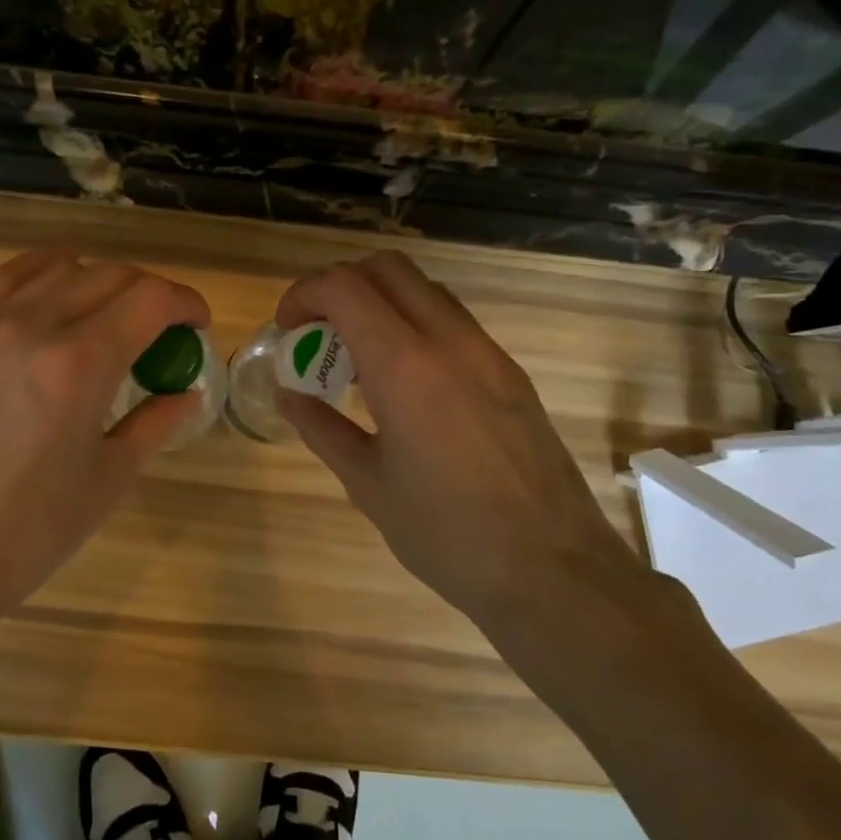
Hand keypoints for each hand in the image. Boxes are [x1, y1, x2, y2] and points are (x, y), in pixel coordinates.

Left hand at [0, 250, 209, 625]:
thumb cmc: (28, 532)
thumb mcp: (108, 480)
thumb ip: (154, 424)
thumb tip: (185, 392)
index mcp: (80, 365)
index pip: (149, 299)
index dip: (186, 303)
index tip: (199, 326)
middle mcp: (34, 328)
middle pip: (110, 275)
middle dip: (152, 293)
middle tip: (166, 330)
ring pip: (60, 267)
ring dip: (102, 279)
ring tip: (115, 313)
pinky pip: (7, 279)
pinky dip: (44, 271)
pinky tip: (58, 290)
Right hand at [275, 251, 647, 629]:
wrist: (553, 571)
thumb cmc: (446, 535)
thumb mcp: (368, 484)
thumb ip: (322, 428)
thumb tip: (289, 394)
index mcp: (406, 367)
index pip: (345, 287)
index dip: (304, 294)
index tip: (287, 330)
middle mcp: (450, 342)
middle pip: (388, 268)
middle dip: (341, 286)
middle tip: (319, 333)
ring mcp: (489, 354)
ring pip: (425, 291)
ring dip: (381, 304)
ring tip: (359, 361)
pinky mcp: (511, 374)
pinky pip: (453, 323)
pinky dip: (415, 328)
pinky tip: (405, 385)